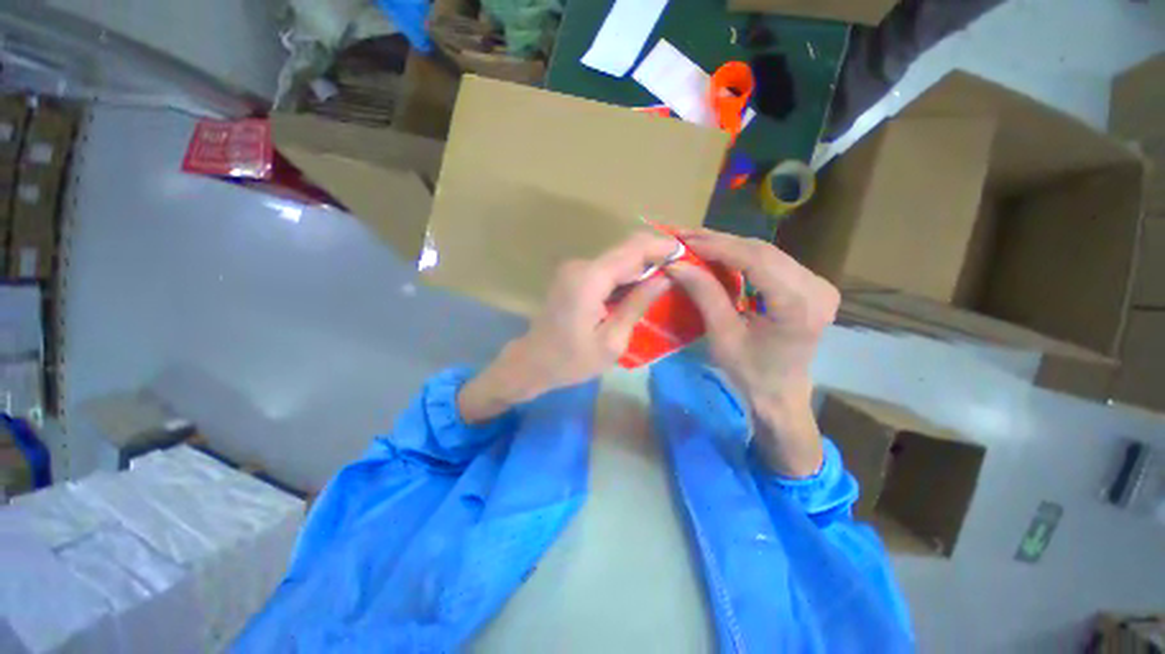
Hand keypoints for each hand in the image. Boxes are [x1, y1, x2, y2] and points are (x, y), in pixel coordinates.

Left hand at [458, 232, 678, 422]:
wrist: (533, 363)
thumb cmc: (571, 360)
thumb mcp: (612, 340)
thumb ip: (637, 304)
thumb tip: (664, 277)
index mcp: (590, 279)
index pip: (633, 250)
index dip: (661, 246)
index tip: (687, 252)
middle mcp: (581, 266)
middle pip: (625, 249)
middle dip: (655, 254)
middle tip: (682, 267)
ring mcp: (575, 269)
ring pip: (617, 258)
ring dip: (642, 265)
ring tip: (668, 277)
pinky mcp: (573, 276)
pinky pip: (606, 269)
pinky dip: (626, 275)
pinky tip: (642, 287)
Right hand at [667, 229, 839, 476]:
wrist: (779, 392)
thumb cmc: (749, 371)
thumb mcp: (722, 335)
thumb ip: (704, 294)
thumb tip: (676, 263)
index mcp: (797, 306)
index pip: (756, 260)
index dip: (717, 246)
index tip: (684, 239)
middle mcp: (816, 288)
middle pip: (763, 251)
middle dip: (720, 241)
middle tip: (685, 236)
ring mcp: (818, 284)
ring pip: (767, 252)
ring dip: (730, 246)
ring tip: (697, 242)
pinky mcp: (811, 285)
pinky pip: (772, 261)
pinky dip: (742, 255)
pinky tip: (720, 252)